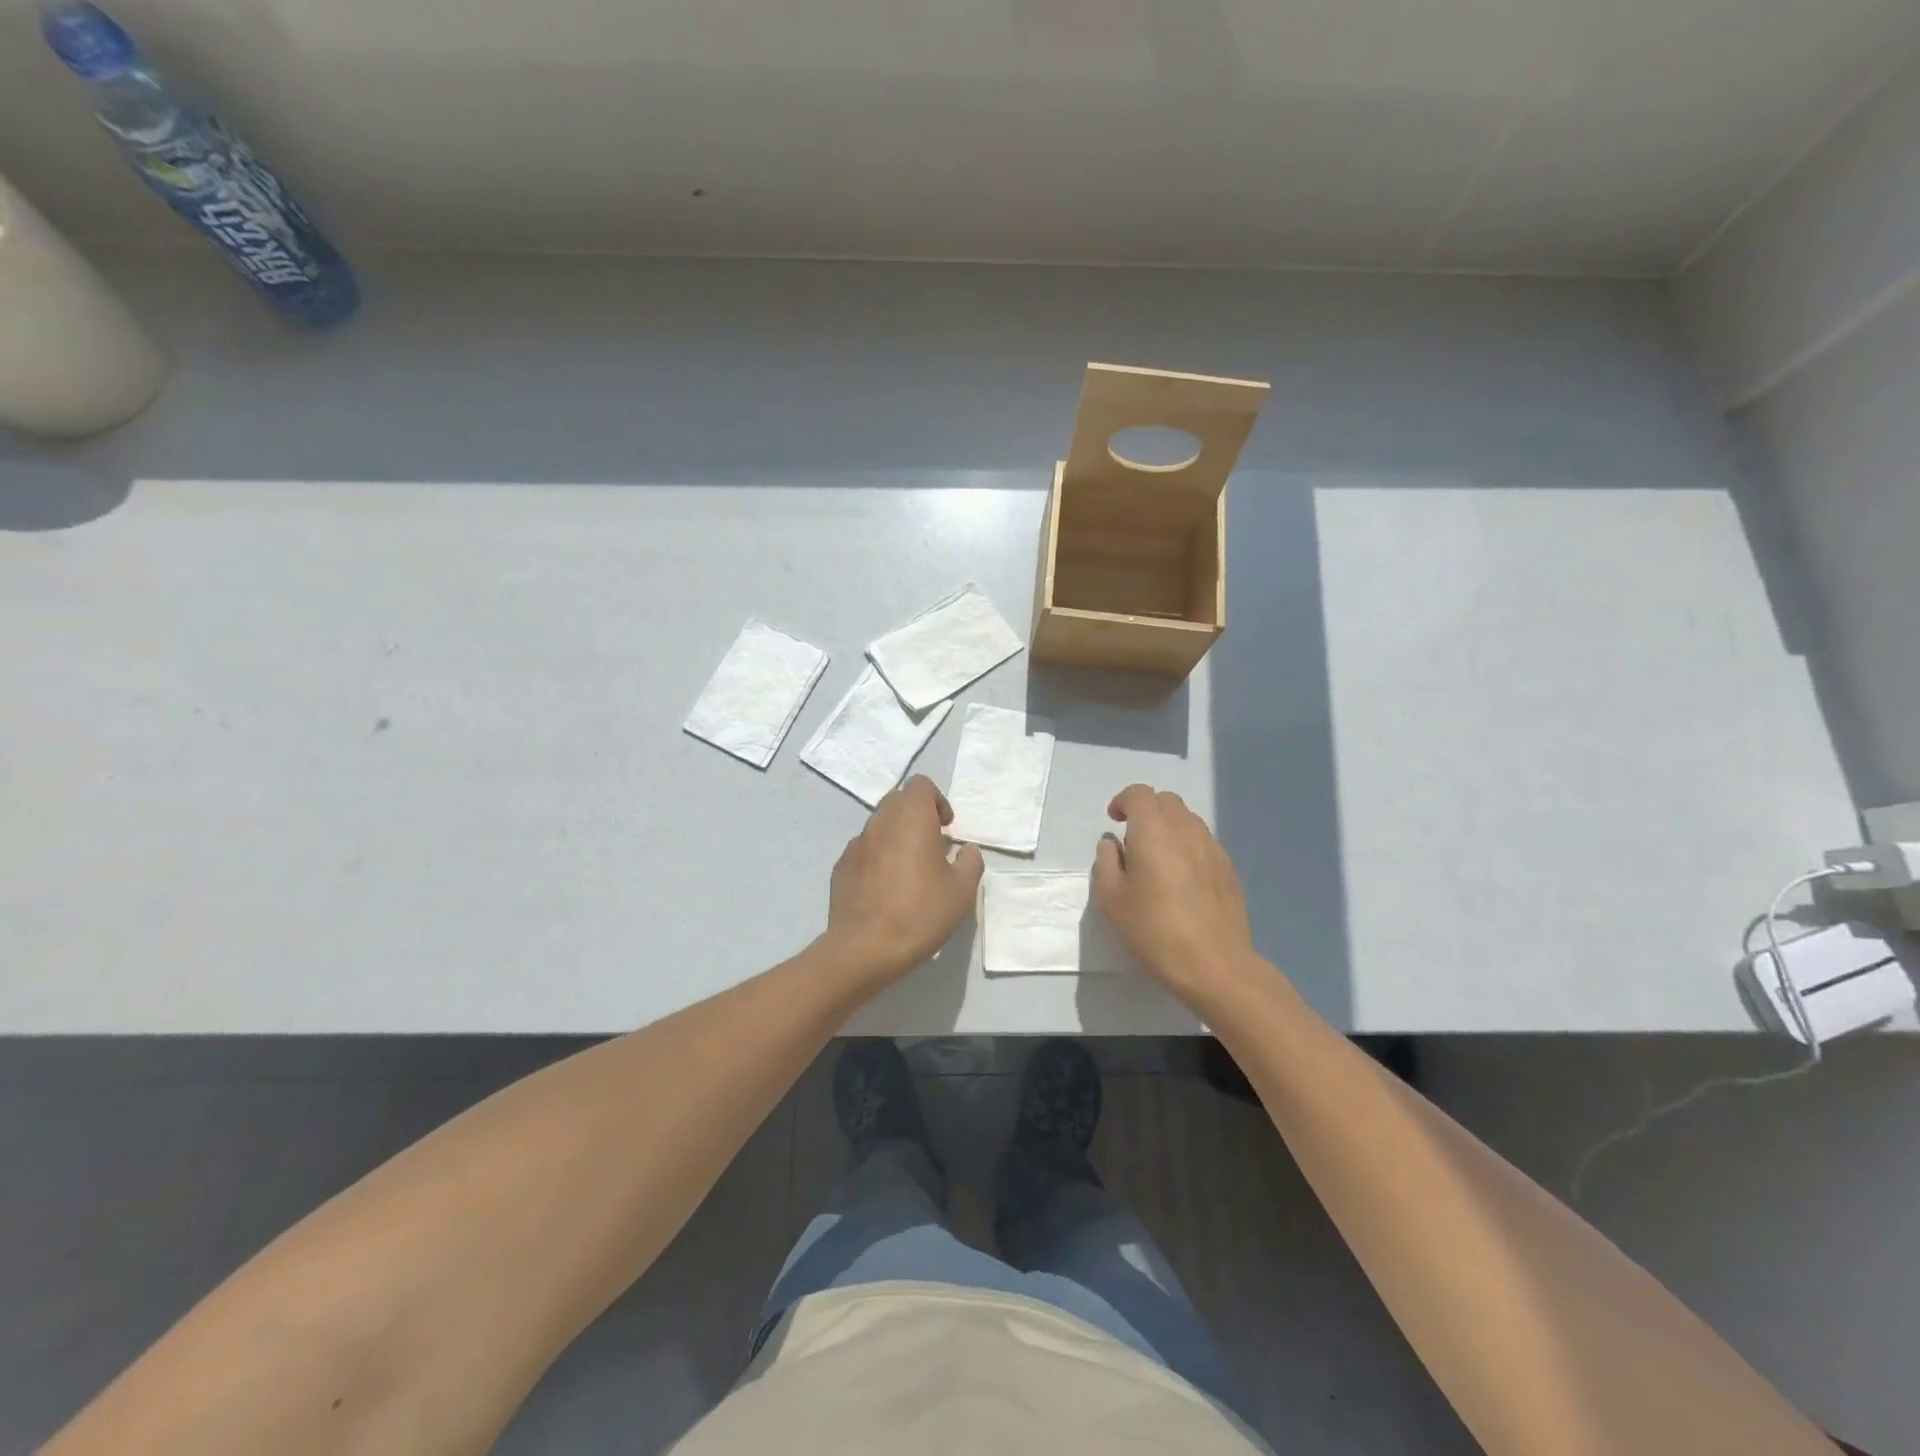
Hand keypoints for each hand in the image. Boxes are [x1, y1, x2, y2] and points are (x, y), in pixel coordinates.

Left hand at [822, 776, 984, 987]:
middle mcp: (880, 822)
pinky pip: (863, 850)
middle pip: (898, 801)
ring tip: (908, 870)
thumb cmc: (920, 913)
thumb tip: (966, 851)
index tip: (946, 828)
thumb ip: (969, 862)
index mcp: (911, 819)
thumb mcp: (961, 891)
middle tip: (931, 846)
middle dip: (916, 815)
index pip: (920, 785)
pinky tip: (885, 888)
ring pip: (879, 825)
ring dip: (895, 836)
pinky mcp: (840, 866)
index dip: (937, 801)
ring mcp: (856, 844)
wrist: (865, 948)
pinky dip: (876, 857)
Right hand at [1093, 785, 1262, 1002]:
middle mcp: (1186, 829)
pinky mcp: (1228, 869)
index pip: (1140, 794)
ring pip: (1188, 820)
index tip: (1114, 821)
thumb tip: (1112, 844)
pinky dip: (1187, 846)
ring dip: (1168, 827)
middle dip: (1146, 811)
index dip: (1123, 801)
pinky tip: (1181, 880)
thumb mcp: (1111, 900)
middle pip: (1166, 801)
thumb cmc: (1154, 930)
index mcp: (1153, 831)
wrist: (1215, 964)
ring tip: (1157, 860)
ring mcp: (1212, 848)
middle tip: (1132, 839)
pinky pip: (1203, 842)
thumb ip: (1106, 863)